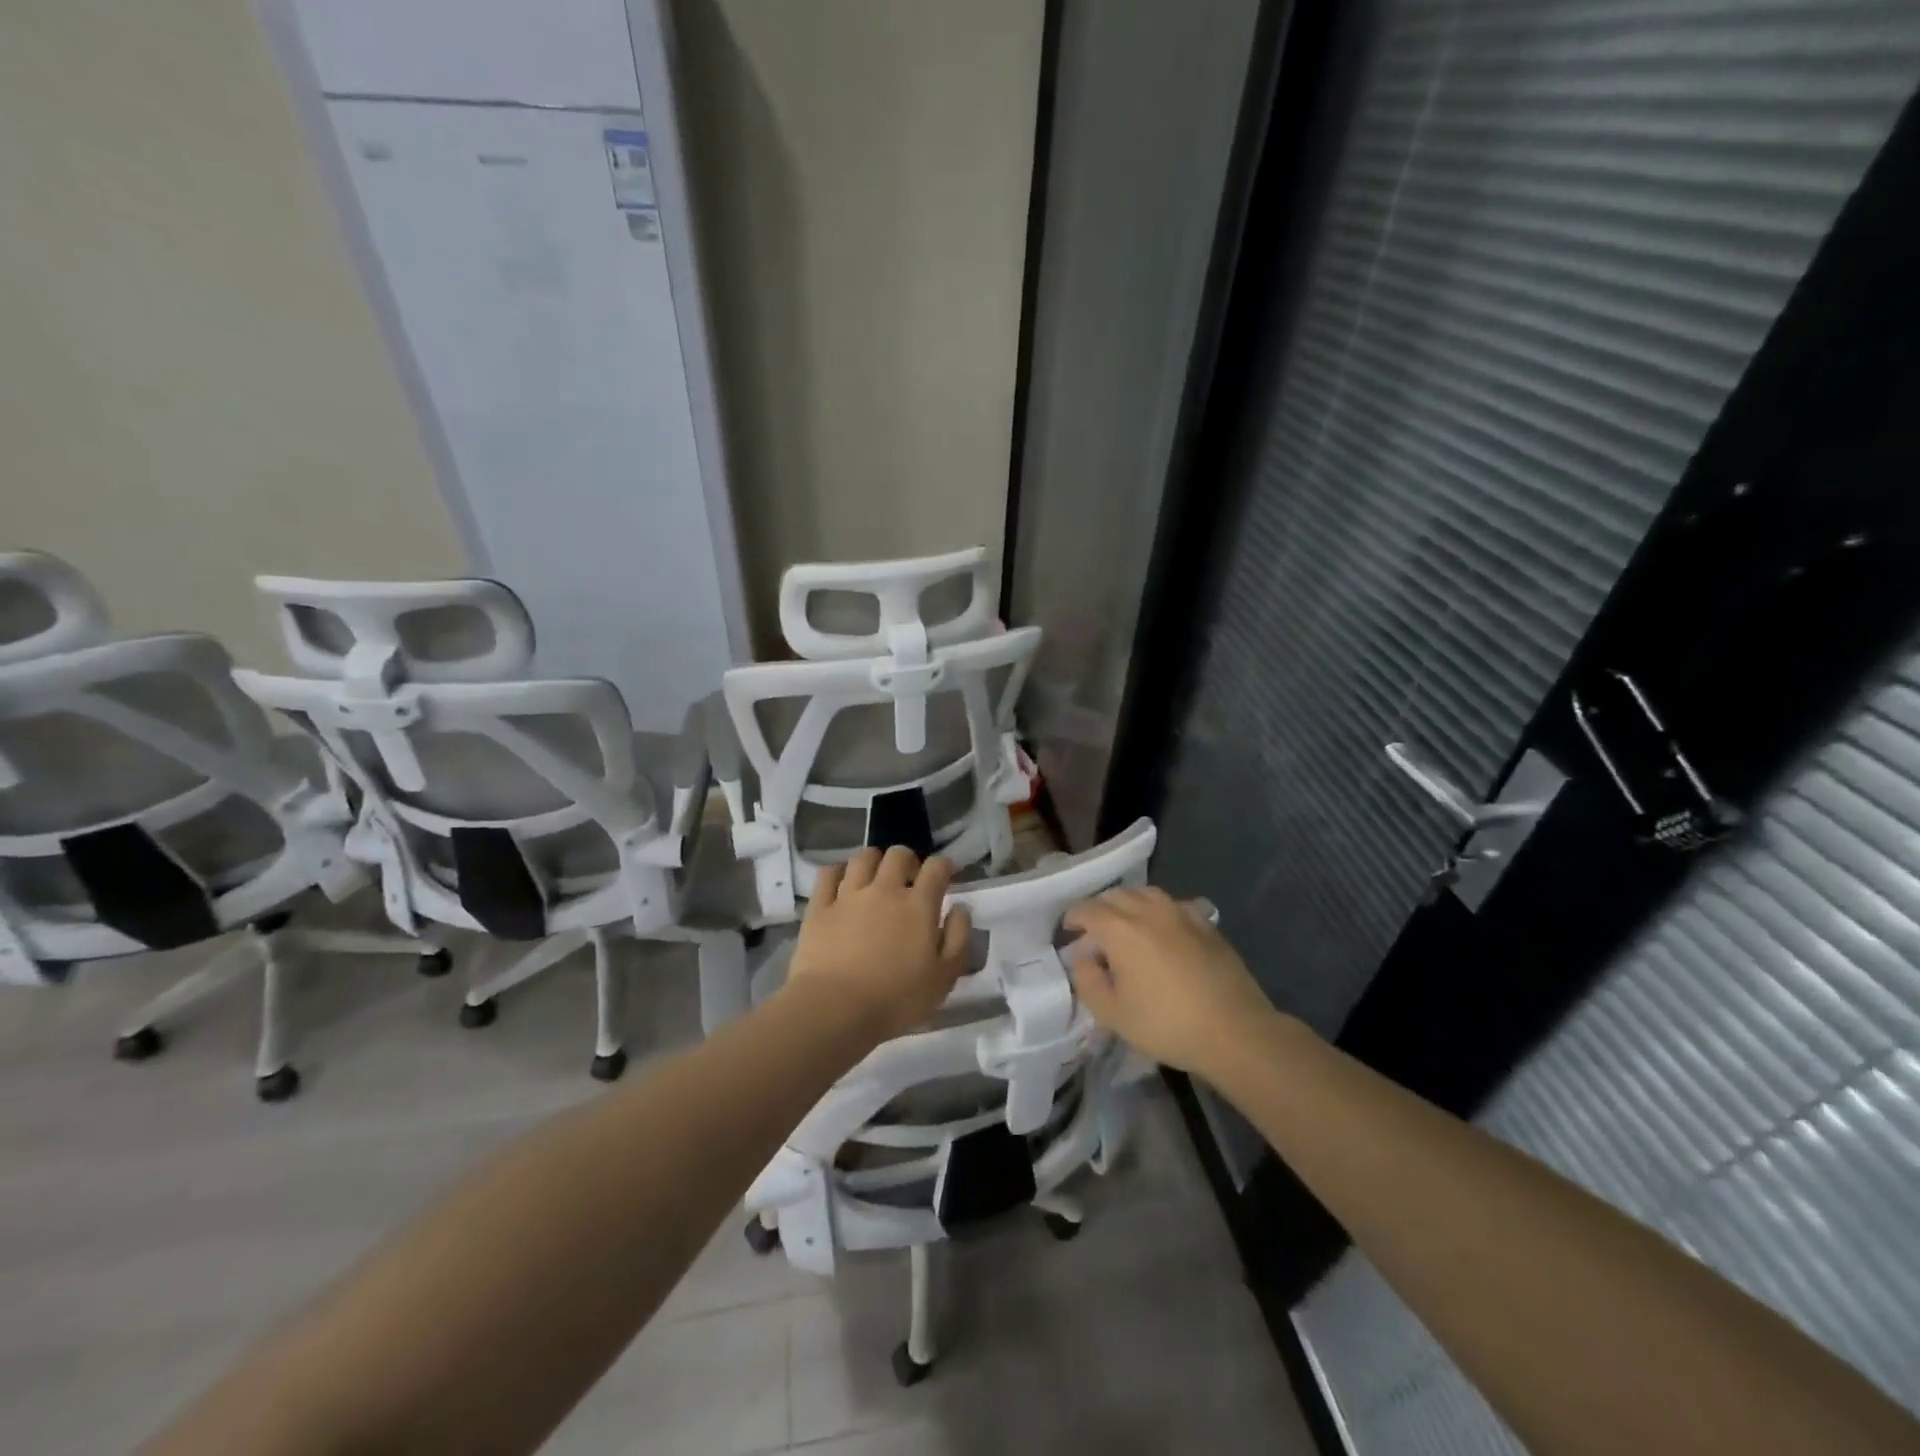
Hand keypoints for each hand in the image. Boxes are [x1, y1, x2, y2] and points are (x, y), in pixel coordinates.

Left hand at [784, 847, 971, 1042]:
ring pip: (863, 858)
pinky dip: (838, 872)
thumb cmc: (896, 999)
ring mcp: (849, 895)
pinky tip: (841, 882)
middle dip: (908, 860)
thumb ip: (957, 938)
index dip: (944, 865)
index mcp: (918, 905)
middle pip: (898, 855)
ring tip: (875, 877)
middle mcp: (884, 890)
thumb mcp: (944, 977)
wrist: (835, 1008)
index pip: (936, 868)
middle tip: (909, 878)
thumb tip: (960, 908)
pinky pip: (828, 874)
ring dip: (874, 861)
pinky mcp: (820, 907)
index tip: (946, 874)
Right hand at [1064, 886, 1284, 1077]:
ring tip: (1126, 927)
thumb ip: (1087, 981)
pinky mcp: (1206, 924)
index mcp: (1120, 929)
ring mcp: (1181, 913)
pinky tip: (1163, 931)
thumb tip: (1083, 958)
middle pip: (1115, 895)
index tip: (1067, 932)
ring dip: (1129, 904)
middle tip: (1094, 933)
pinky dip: (1160, 911)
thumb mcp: (1112, 1014)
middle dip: (1099, 909)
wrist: (1235, 1031)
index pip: (1087, 909)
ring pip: (1145, 894)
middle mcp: (1149, 910)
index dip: (1072, 918)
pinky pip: (1174, 905)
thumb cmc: (1167, 1025)